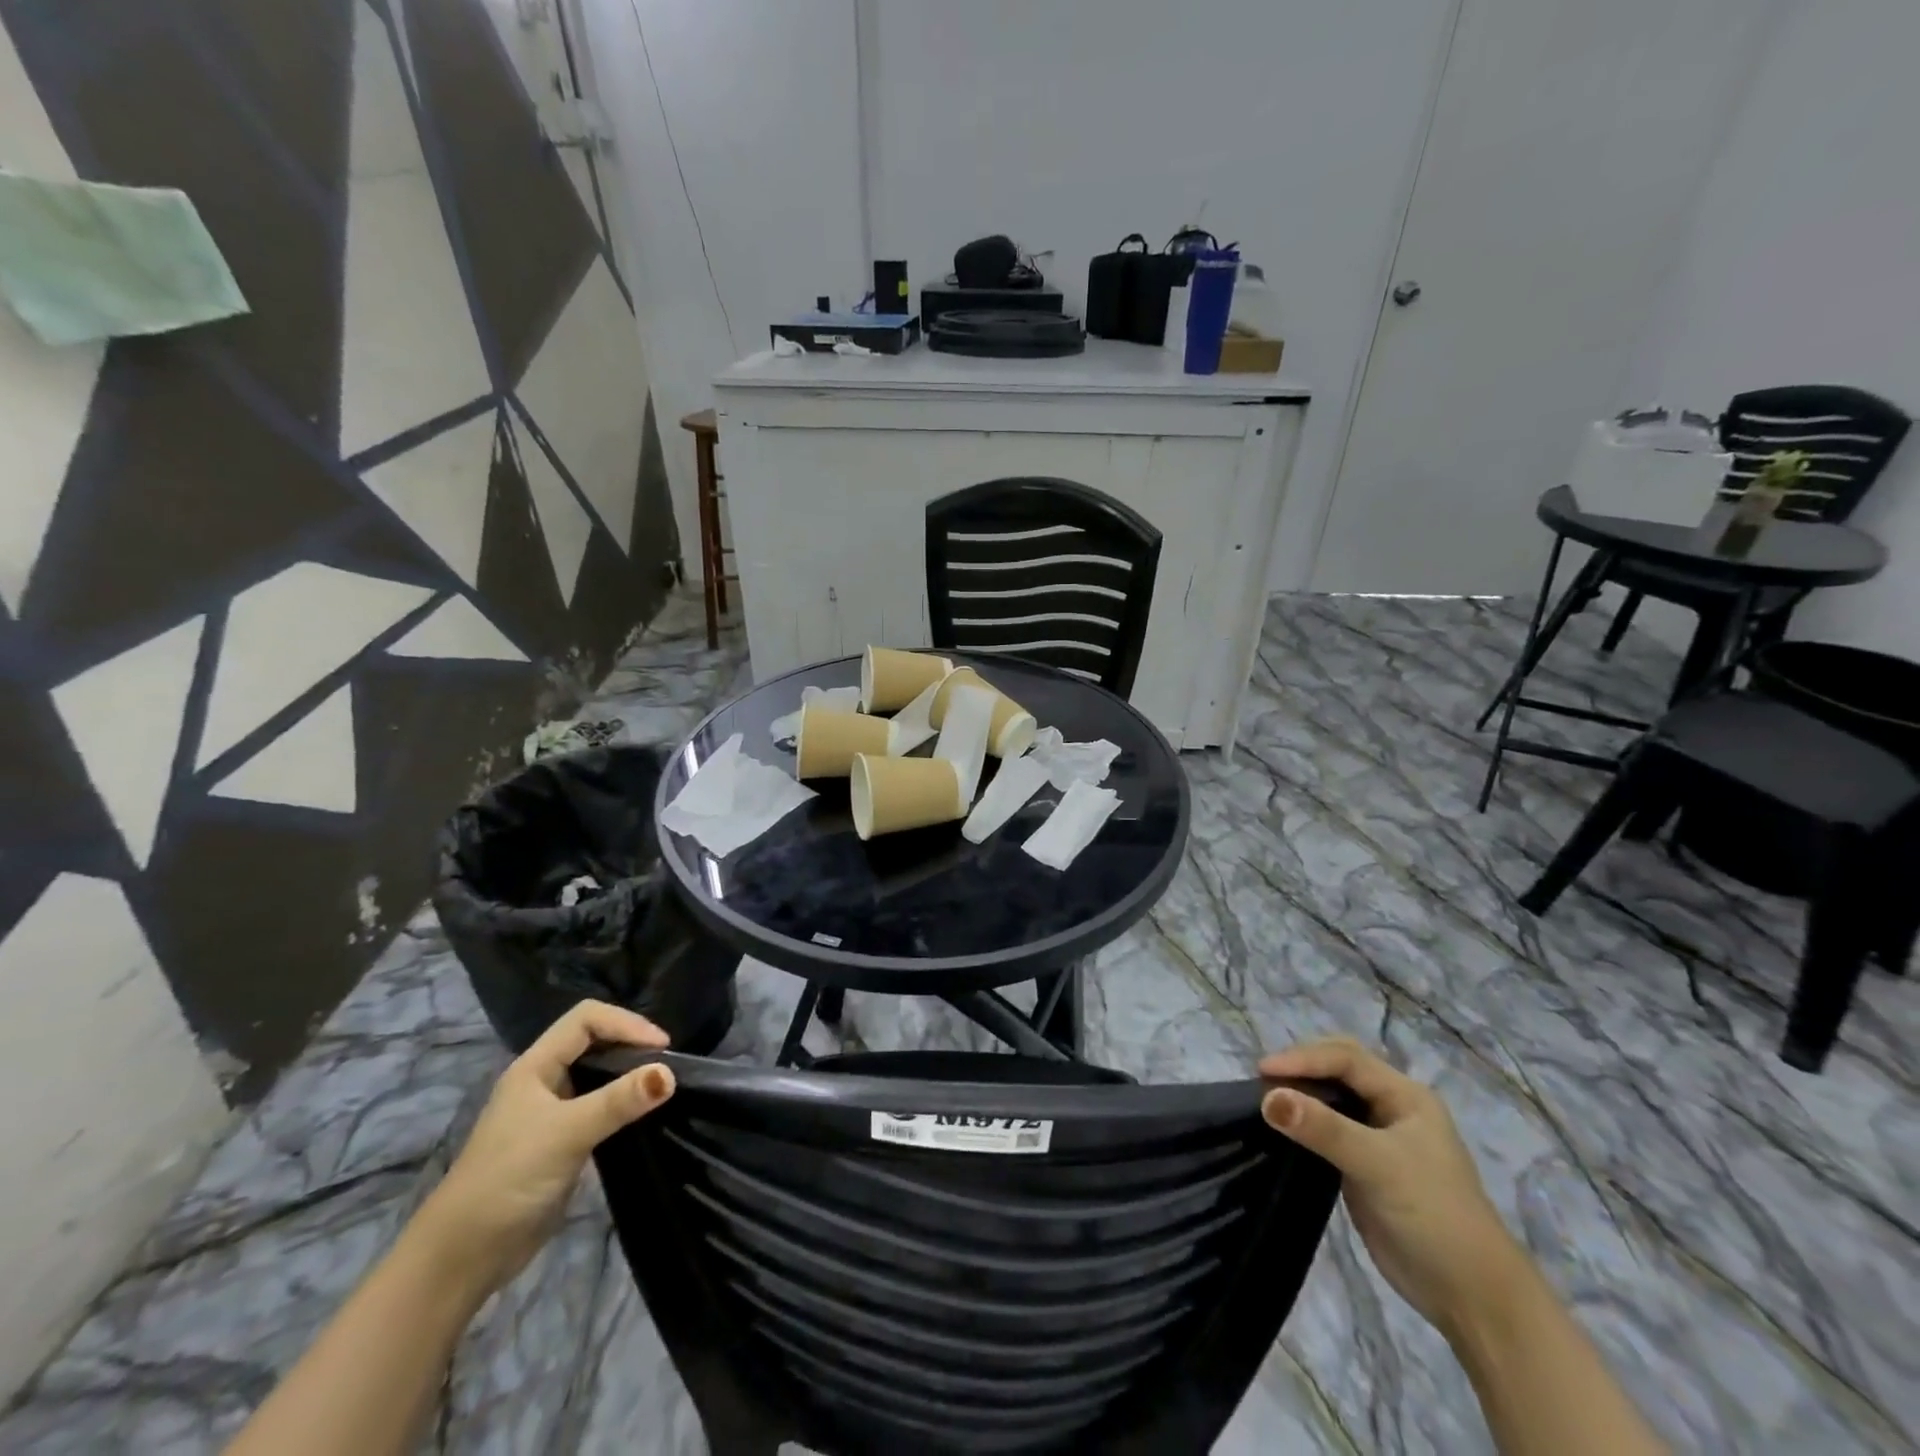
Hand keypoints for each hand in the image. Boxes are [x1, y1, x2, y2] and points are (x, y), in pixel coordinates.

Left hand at [412, 1000, 675, 1297]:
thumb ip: (619, 1101)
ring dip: (629, 1074)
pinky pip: (598, 1107)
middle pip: (594, 1041)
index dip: (626, 1023)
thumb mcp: (567, 1133)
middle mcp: (543, 1081)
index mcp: (535, 1066)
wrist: (462, 1258)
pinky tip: (641, 1115)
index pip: (586, 1019)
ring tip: (661, 1085)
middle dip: (631, 1044)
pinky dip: (622, 1103)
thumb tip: (670, 1073)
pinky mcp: (560, 1142)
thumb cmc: (508, 1180)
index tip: (661, 1048)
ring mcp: (550, 1113)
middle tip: (666, 1063)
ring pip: (597, 1074)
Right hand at [1260, 1038, 1525, 1338]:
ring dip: (1300, 1094)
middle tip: (1263, 1079)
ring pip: (1331, 1099)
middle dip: (1302, 1067)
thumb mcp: (1378, 1165)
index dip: (1303, 1058)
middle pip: (1338, 1069)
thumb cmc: (1434, 1216)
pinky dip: (1303, 1122)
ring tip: (1264, 1099)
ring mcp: (1377, 1138)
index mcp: (1405, 1096)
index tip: (1263, 1072)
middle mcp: (1391, 1108)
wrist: (1472, 1298)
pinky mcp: (1363, 1167)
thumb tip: (1268, 1097)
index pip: (1345, 1058)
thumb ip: (1324, 1129)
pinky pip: (1326, 1130)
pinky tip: (1282, 1128)